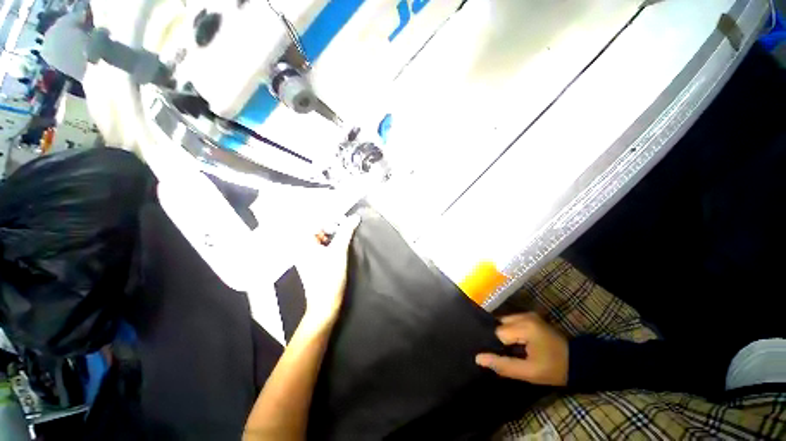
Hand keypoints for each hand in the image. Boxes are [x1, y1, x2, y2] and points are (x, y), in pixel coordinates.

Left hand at [296, 216, 360, 329]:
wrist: (325, 303)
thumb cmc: (330, 276)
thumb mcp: (339, 251)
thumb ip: (346, 232)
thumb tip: (355, 217)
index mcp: (303, 243)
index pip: (316, 221)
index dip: (331, 219)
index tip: (346, 222)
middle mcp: (301, 247)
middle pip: (317, 229)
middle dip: (333, 226)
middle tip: (347, 229)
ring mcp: (305, 256)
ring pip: (320, 238)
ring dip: (333, 235)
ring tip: (345, 238)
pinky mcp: (312, 262)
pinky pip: (321, 247)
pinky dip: (331, 244)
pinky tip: (340, 248)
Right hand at [475, 312, 568, 386]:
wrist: (581, 362)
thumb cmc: (555, 369)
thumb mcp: (529, 372)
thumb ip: (503, 365)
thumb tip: (478, 358)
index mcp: (525, 326)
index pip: (498, 333)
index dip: (498, 347)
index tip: (505, 357)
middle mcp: (524, 315)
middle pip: (500, 324)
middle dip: (501, 339)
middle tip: (509, 354)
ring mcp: (529, 314)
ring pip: (505, 322)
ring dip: (505, 335)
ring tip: (513, 349)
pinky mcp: (531, 317)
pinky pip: (512, 321)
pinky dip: (511, 331)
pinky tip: (516, 342)